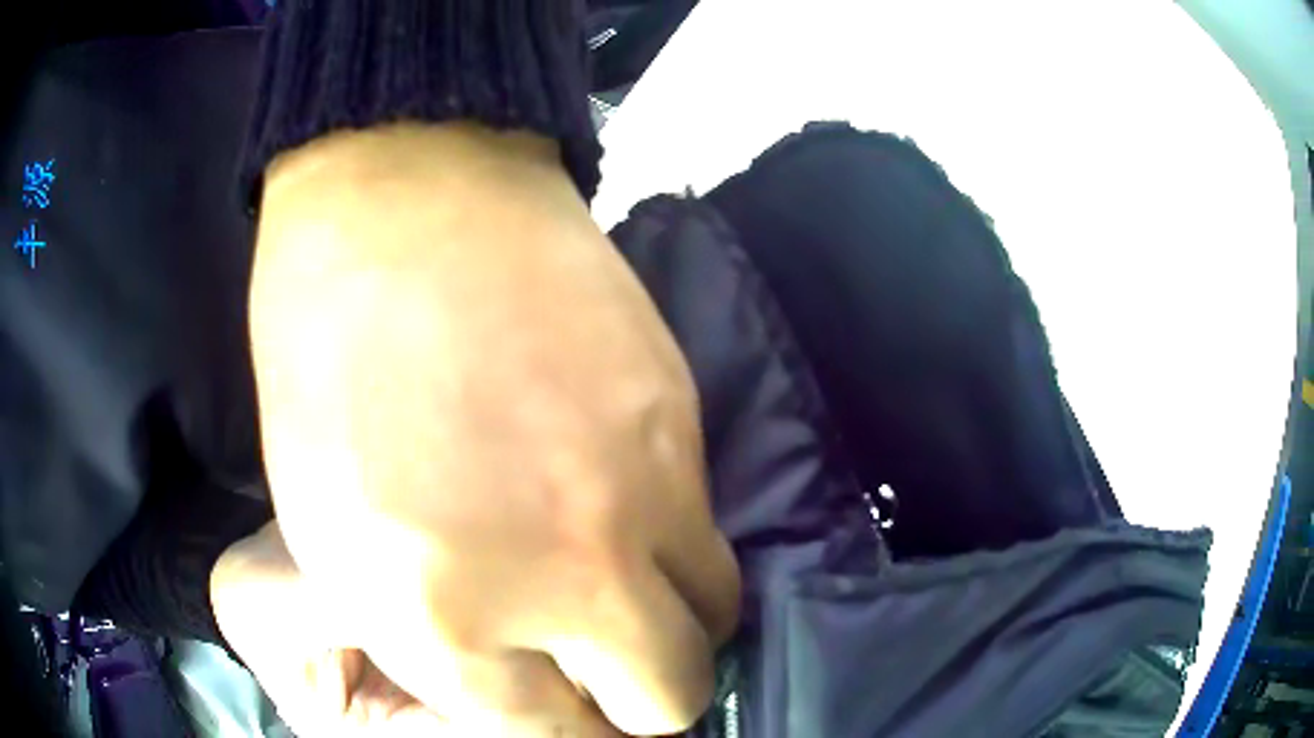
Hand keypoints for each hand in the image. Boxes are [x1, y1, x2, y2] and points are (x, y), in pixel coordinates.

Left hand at [247, 122, 740, 734]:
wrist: (399, 202)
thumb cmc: (323, 363)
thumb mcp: (334, 534)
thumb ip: (438, 632)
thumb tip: (522, 671)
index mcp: (433, 616)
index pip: (547, 732)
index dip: (555, 725)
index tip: (558, 707)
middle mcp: (557, 579)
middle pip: (663, 700)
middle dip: (634, 698)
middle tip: (601, 663)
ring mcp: (637, 496)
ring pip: (711, 620)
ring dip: (670, 622)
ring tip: (623, 583)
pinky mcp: (683, 422)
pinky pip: (708, 530)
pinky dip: (673, 541)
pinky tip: (620, 494)